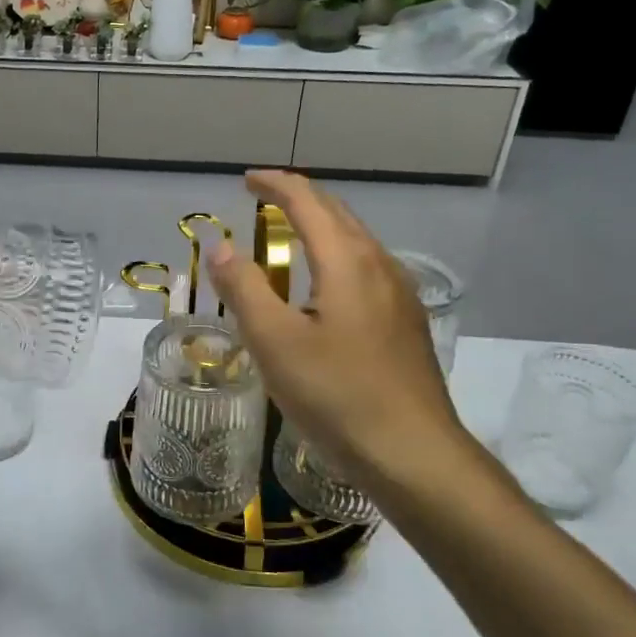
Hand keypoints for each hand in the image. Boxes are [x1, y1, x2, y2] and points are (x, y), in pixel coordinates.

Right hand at [209, 171, 490, 503]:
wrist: (415, 455)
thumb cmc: (337, 395)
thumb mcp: (275, 342)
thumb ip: (244, 288)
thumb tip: (220, 245)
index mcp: (347, 261)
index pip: (308, 201)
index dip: (274, 185)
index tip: (245, 181)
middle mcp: (379, 265)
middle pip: (337, 213)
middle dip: (298, 199)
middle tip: (262, 201)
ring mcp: (400, 294)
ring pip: (356, 240)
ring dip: (320, 226)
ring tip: (287, 238)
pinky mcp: (406, 322)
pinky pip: (366, 268)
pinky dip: (336, 255)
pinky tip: (324, 288)